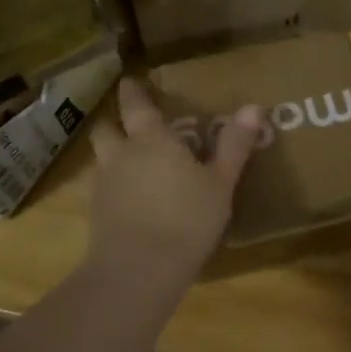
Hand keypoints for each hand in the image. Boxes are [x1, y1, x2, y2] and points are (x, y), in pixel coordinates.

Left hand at [86, 78, 263, 288]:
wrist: (138, 271)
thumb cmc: (186, 219)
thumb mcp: (220, 183)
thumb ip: (234, 145)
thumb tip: (254, 106)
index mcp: (151, 140)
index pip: (135, 105)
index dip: (133, 91)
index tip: (131, 80)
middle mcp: (121, 155)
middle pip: (105, 128)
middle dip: (114, 121)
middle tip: (128, 121)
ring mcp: (104, 186)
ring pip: (100, 158)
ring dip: (111, 153)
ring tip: (130, 160)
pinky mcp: (97, 214)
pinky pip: (101, 188)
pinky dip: (113, 185)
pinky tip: (129, 198)